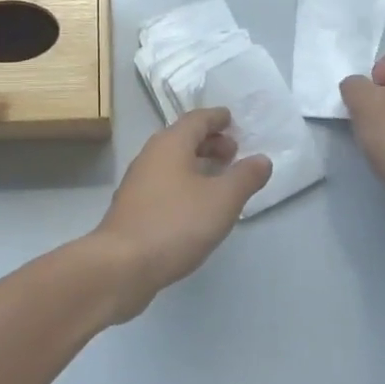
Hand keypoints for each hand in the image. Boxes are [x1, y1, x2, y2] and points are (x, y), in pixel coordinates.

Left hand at [91, 108, 271, 321]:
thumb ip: (245, 177)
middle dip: (209, 141)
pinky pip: (165, 183)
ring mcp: (138, 182)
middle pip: (183, 138)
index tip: (233, 120)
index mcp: (170, 144)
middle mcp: (150, 156)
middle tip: (233, 153)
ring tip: (220, 179)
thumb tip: (261, 159)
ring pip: (172, 162)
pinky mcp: (134, 207)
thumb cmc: (176, 224)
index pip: (196, 119)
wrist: (122, 265)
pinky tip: (197, 205)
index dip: (217, 118)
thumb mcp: (222, 200)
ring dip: (197, 163)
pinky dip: (185, 183)